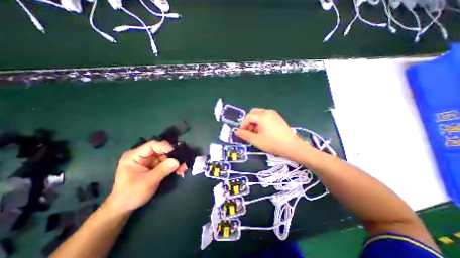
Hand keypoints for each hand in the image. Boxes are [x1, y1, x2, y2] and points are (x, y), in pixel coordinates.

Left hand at [106, 141, 186, 212]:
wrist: (124, 207)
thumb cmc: (131, 194)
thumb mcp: (148, 182)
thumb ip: (163, 170)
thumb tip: (177, 161)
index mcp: (135, 156)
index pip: (152, 145)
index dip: (165, 147)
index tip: (176, 153)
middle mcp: (142, 155)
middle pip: (161, 150)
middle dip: (172, 156)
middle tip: (182, 163)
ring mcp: (148, 161)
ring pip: (165, 156)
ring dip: (174, 162)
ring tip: (182, 169)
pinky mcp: (153, 166)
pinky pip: (165, 163)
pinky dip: (172, 166)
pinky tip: (178, 171)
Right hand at [235, 109, 303, 156]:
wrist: (291, 146)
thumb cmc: (272, 143)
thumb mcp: (256, 140)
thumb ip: (245, 135)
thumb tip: (237, 131)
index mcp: (262, 116)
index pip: (248, 117)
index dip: (243, 125)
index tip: (242, 133)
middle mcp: (268, 112)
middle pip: (253, 113)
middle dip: (249, 122)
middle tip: (249, 132)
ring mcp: (274, 114)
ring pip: (259, 115)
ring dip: (255, 122)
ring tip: (256, 133)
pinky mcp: (277, 118)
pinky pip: (265, 117)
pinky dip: (261, 122)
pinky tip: (263, 131)